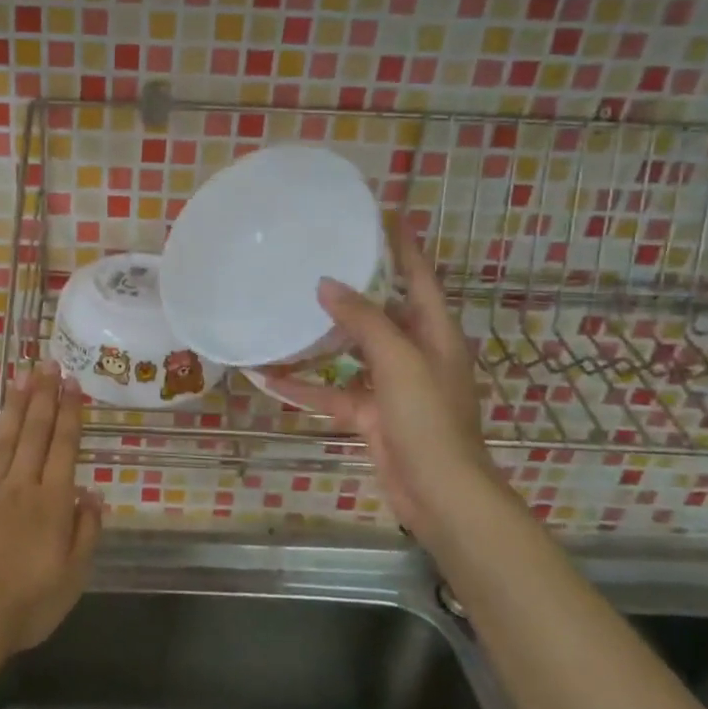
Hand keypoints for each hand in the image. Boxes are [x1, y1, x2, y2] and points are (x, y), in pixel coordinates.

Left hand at [0, 362, 102, 661]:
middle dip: (43, 395)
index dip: (70, 413)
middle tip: (48, 363)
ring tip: (21, 376)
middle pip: (34, 433)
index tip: (73, 383)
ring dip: (14, 406)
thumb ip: (85, 532)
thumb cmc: (27, 604)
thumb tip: (92, 493)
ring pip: (4, 439)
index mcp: (52, 503)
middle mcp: (21, 487)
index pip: (64, 447)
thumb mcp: (73, 577)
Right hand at [265, 222, 500, 537]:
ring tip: (286, 310)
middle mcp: (414, 353)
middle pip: (382, 311)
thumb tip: (327, 284)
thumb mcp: (399, 361)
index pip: (418, 277)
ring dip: (320, 339)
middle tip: (317, 259)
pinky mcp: (370, 415)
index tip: (381, 215)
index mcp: (434, 333)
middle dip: (352, 288)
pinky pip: (331, 393)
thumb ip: (364, 321)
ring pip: (350, 352)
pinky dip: (304, 387)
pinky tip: (268, 376)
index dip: (403, 246)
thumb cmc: (428, 419)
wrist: (439, 494)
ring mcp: (391, 386)